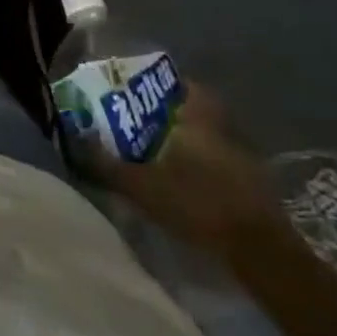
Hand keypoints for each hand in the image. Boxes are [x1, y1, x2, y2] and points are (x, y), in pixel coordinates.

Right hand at [98, 84, 289, 259]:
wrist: (261, 251)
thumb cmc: (198, 203)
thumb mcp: (141, 186)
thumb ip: (106, 164)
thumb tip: (75, 143)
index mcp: (197, 116)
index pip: (180, 84)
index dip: (157, 84)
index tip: (134, 92)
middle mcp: (222, 126)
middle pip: (192, 108)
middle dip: (166, 113)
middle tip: (138, 122)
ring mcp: (242, 154)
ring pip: (205, 134)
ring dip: (183, 139)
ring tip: (154, 153)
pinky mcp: (252, 182)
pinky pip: (217, 159)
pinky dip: (199, 163)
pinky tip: (181, 180)